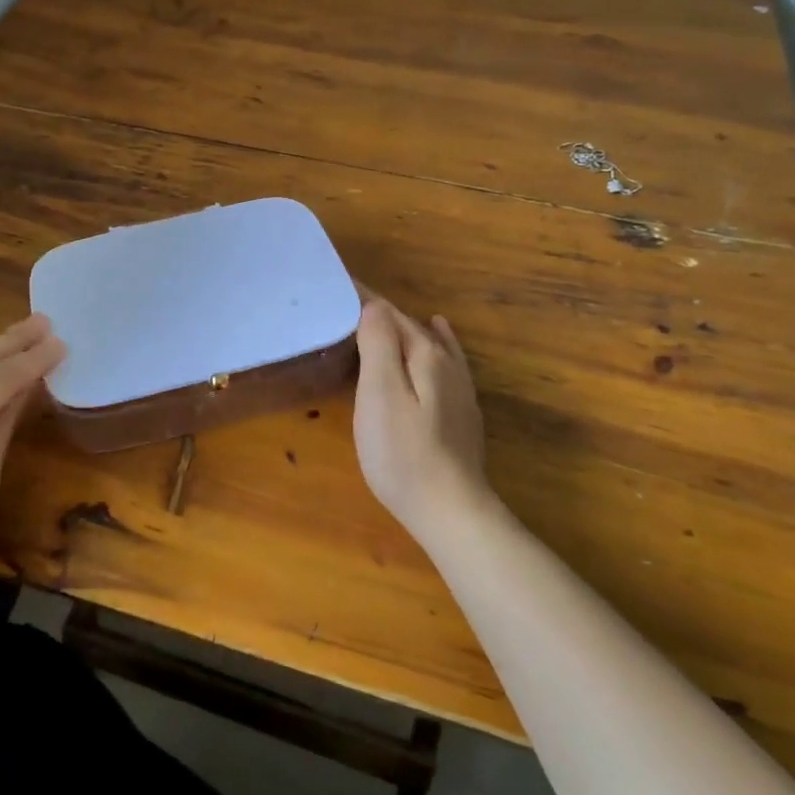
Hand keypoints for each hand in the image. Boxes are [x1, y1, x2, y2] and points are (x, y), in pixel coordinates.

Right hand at [353, 292, 492, 544]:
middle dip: (378, 311)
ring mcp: (458, 389)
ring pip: (427, 342)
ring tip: (378, 313)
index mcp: (425, 355)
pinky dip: (436, 340)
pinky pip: (445, 359)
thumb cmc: (403, 453)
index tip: (334, 284)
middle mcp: (446, 364)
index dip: (362, 298)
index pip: (389, 313)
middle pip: (409, 326)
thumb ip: (378, 345)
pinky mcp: (460, 412)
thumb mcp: (380, 394)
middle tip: (343, 303)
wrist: (451, 511)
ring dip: (402, 326)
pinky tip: (439, 332)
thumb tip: (374, 306)